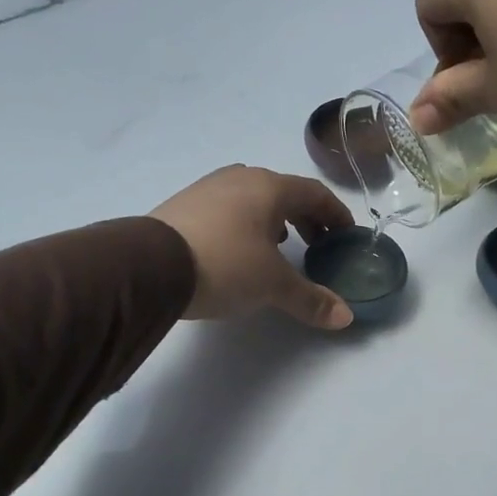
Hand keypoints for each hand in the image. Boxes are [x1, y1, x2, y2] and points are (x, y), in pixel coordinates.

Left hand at [151, 165, 356, 329]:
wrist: (150, 267)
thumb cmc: (225, 265)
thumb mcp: (273, 286)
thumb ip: (311, 299)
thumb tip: (345, 316)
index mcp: (269, 187)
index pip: (314, 193)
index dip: (336, 214)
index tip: (346, 234)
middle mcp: (240, 178)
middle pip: (284, 193)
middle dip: (306, 218)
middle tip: (317, 245)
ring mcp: (208, 189)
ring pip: (253, 199)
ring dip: (274, 221)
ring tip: (280, 248)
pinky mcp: (184, 206)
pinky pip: (228, 209)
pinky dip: (246, 225)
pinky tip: (240, 250)